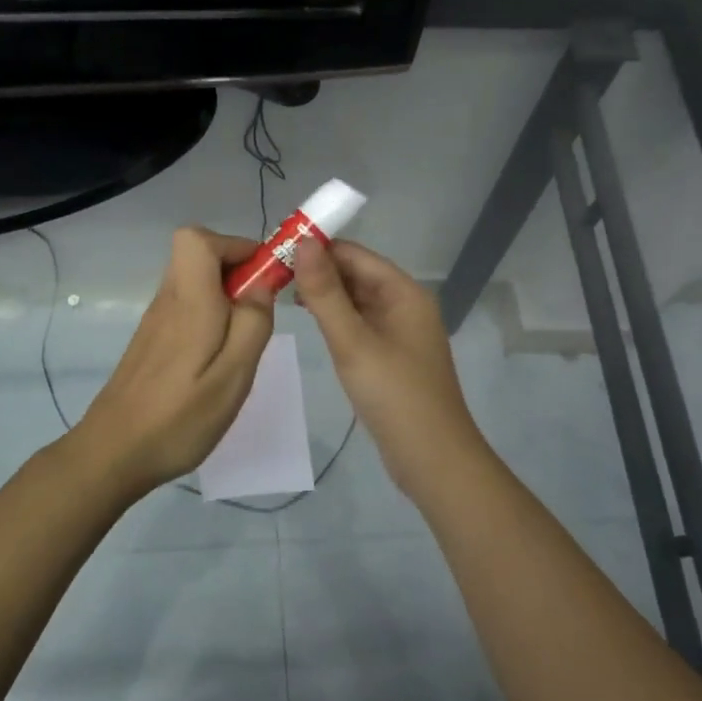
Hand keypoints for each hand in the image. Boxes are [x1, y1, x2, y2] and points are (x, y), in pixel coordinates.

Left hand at [64, 227, 275, 500]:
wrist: (114, 453)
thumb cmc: (180, 417)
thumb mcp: (233, 375)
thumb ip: (253, 322)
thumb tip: (262, 282)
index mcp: (189, 300)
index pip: (197, 238)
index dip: (235, 245)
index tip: (262, 277)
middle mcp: (169, 300)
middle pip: (198, 255)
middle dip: (236, 270)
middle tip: (258, 312)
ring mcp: (156, 319)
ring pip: (194, 281)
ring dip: (225, 296)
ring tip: (242, 341)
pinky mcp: (152, 340)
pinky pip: (186, 306)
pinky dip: (209, 316)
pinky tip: (216, 361)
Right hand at [293, 239, 489, 495]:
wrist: (432, 458)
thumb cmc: (394, 395)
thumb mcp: (353, 341)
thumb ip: (325, 293)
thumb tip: (304, 242)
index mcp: (403, 292)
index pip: (354, 254)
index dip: (317, 248)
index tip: (275, 250)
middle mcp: (404, 303)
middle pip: (356, 274)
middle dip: (317, 271)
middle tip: (269, 274)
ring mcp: (399, 330)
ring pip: (356, 299)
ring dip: (323, 294)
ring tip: (280, 294)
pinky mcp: (391, 354)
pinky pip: (360, 323)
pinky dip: (335, 318)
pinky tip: (310, 322)